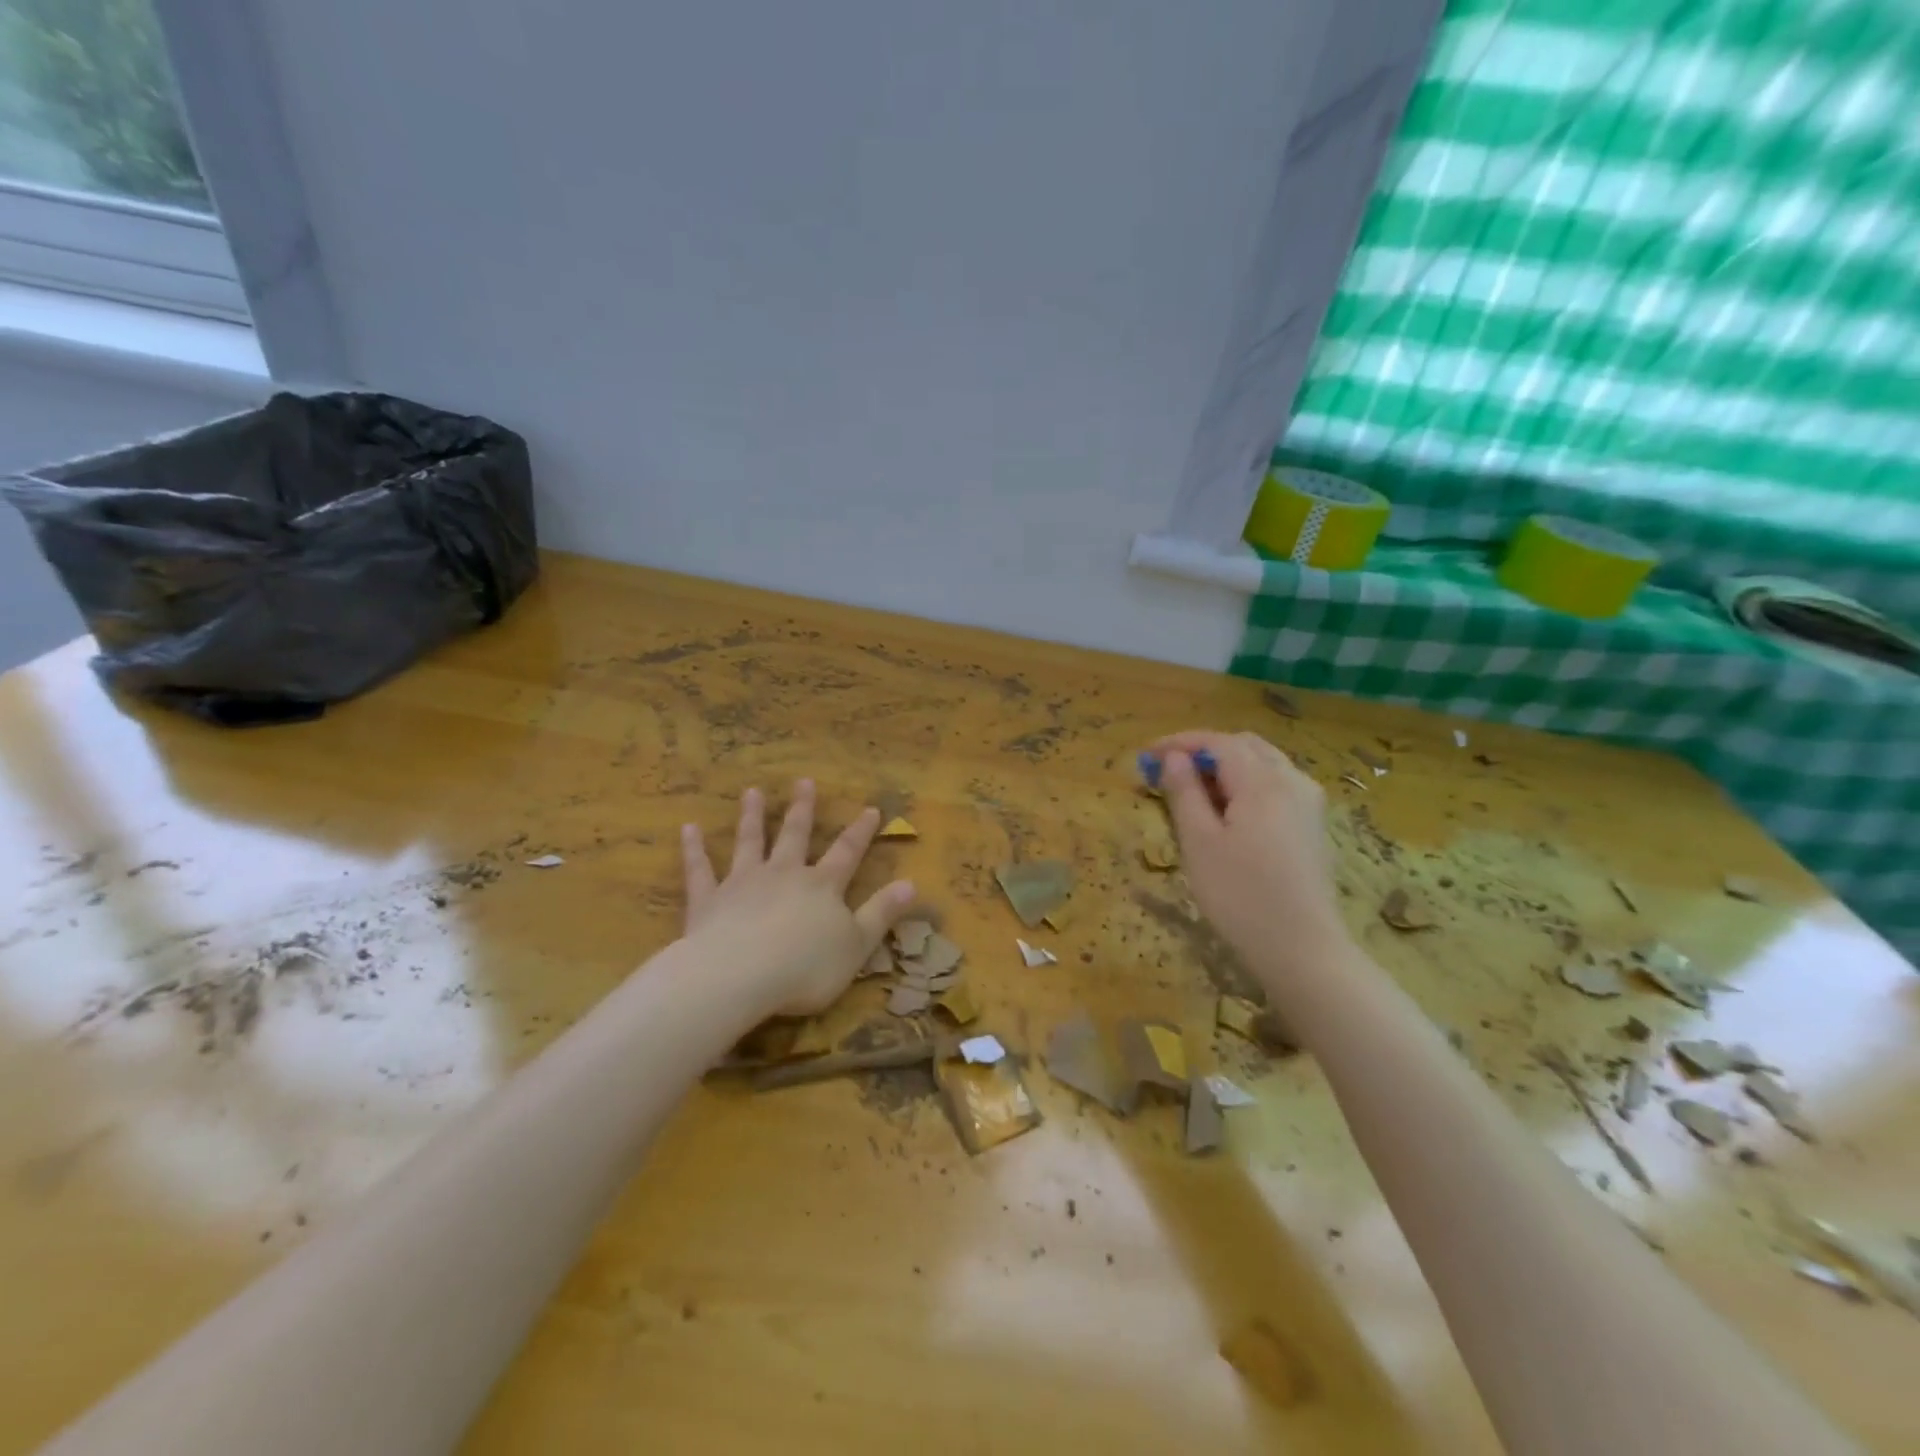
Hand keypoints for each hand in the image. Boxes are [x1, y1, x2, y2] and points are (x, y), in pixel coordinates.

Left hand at [681, 781, 915, 1016]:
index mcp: (821, 886)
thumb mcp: (857, 945)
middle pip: (794, 836)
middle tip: (803, 781)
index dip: (861, 831)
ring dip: (751, 817)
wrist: (739, 976)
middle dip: (801, 809)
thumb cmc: (805, 967)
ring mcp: (743, 883)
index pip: (847, 852)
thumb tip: (913, 884)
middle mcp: (784, 874)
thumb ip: (882, 913)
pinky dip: (694, 849)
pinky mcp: (708, 900)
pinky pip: (700, 870)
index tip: (871, 808)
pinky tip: (688, 829)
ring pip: (749, 842)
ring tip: (751, 792)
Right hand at [1151, 730, 1351, 992]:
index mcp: (1263, 782)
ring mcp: (1309, 804)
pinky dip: (1247, 784)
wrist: (1303, 951)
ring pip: (1264, 764)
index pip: (1218, 742)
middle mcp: (1292, 782)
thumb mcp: (1198, 843)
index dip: (1179, 742)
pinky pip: (1277, 786)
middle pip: (1244, 746)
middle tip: (1168, 772)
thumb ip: (1184, 793)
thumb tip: (1173, 758)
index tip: (1147, 755)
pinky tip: (1228, 813)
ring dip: (1226, 767)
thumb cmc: (1240, 897)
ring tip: (1193, 792)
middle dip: (1204, 751)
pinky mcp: (1313, 826)